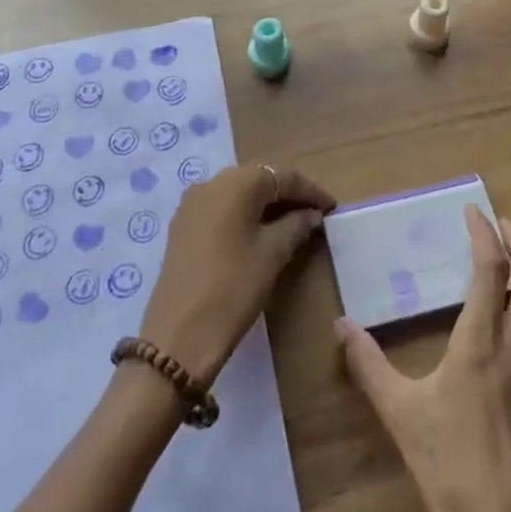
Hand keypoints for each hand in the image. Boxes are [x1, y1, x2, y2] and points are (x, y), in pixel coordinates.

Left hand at [140, 165, 334, 386]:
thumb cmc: (234, 288)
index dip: (311, 191)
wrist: (178, 335)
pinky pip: (221, 208)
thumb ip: (296, 226)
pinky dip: (244, 215)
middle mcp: (211, 182)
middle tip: (314, 215)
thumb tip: (311, 214)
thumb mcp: (273, 255)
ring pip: (238, 193)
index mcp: (237, 183)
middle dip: (288, 194)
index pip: (283, 176)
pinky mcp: (182, 225)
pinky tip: (260, 233)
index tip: (332, 207)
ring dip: (265, 204)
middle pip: (259, 179)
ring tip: (292, 224)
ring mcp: (192, 203)